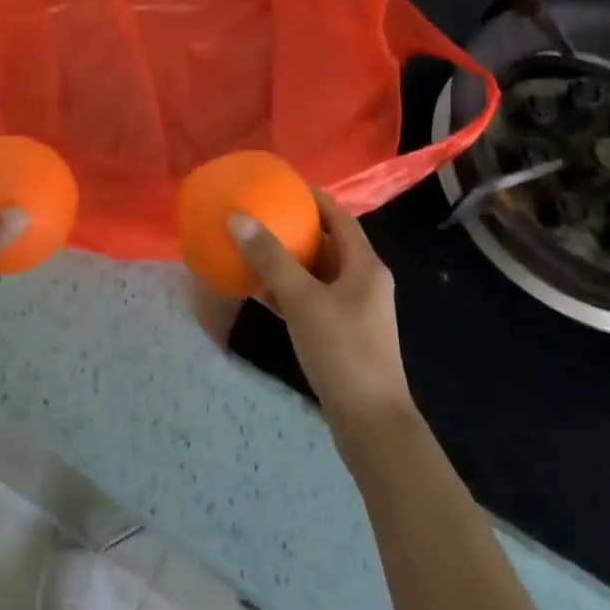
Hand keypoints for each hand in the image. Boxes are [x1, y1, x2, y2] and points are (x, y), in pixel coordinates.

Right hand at [230, 189, 417, 448]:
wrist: (371, 423)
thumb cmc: (343, 351)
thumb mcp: (303, 300)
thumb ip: (270, 259)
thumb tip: (237, 218)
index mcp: (364, 265)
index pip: (338, 216)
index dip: (312, 197)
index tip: (279, 186)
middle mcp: (363, 281)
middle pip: (327, 243)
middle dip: (294, 228)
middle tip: (258, 215)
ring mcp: (354, 310)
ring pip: (317, 273)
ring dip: (287, 261)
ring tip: (251, 247)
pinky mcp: (341, 334)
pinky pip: (311, 299)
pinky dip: (288, 290)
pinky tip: (258, 291)